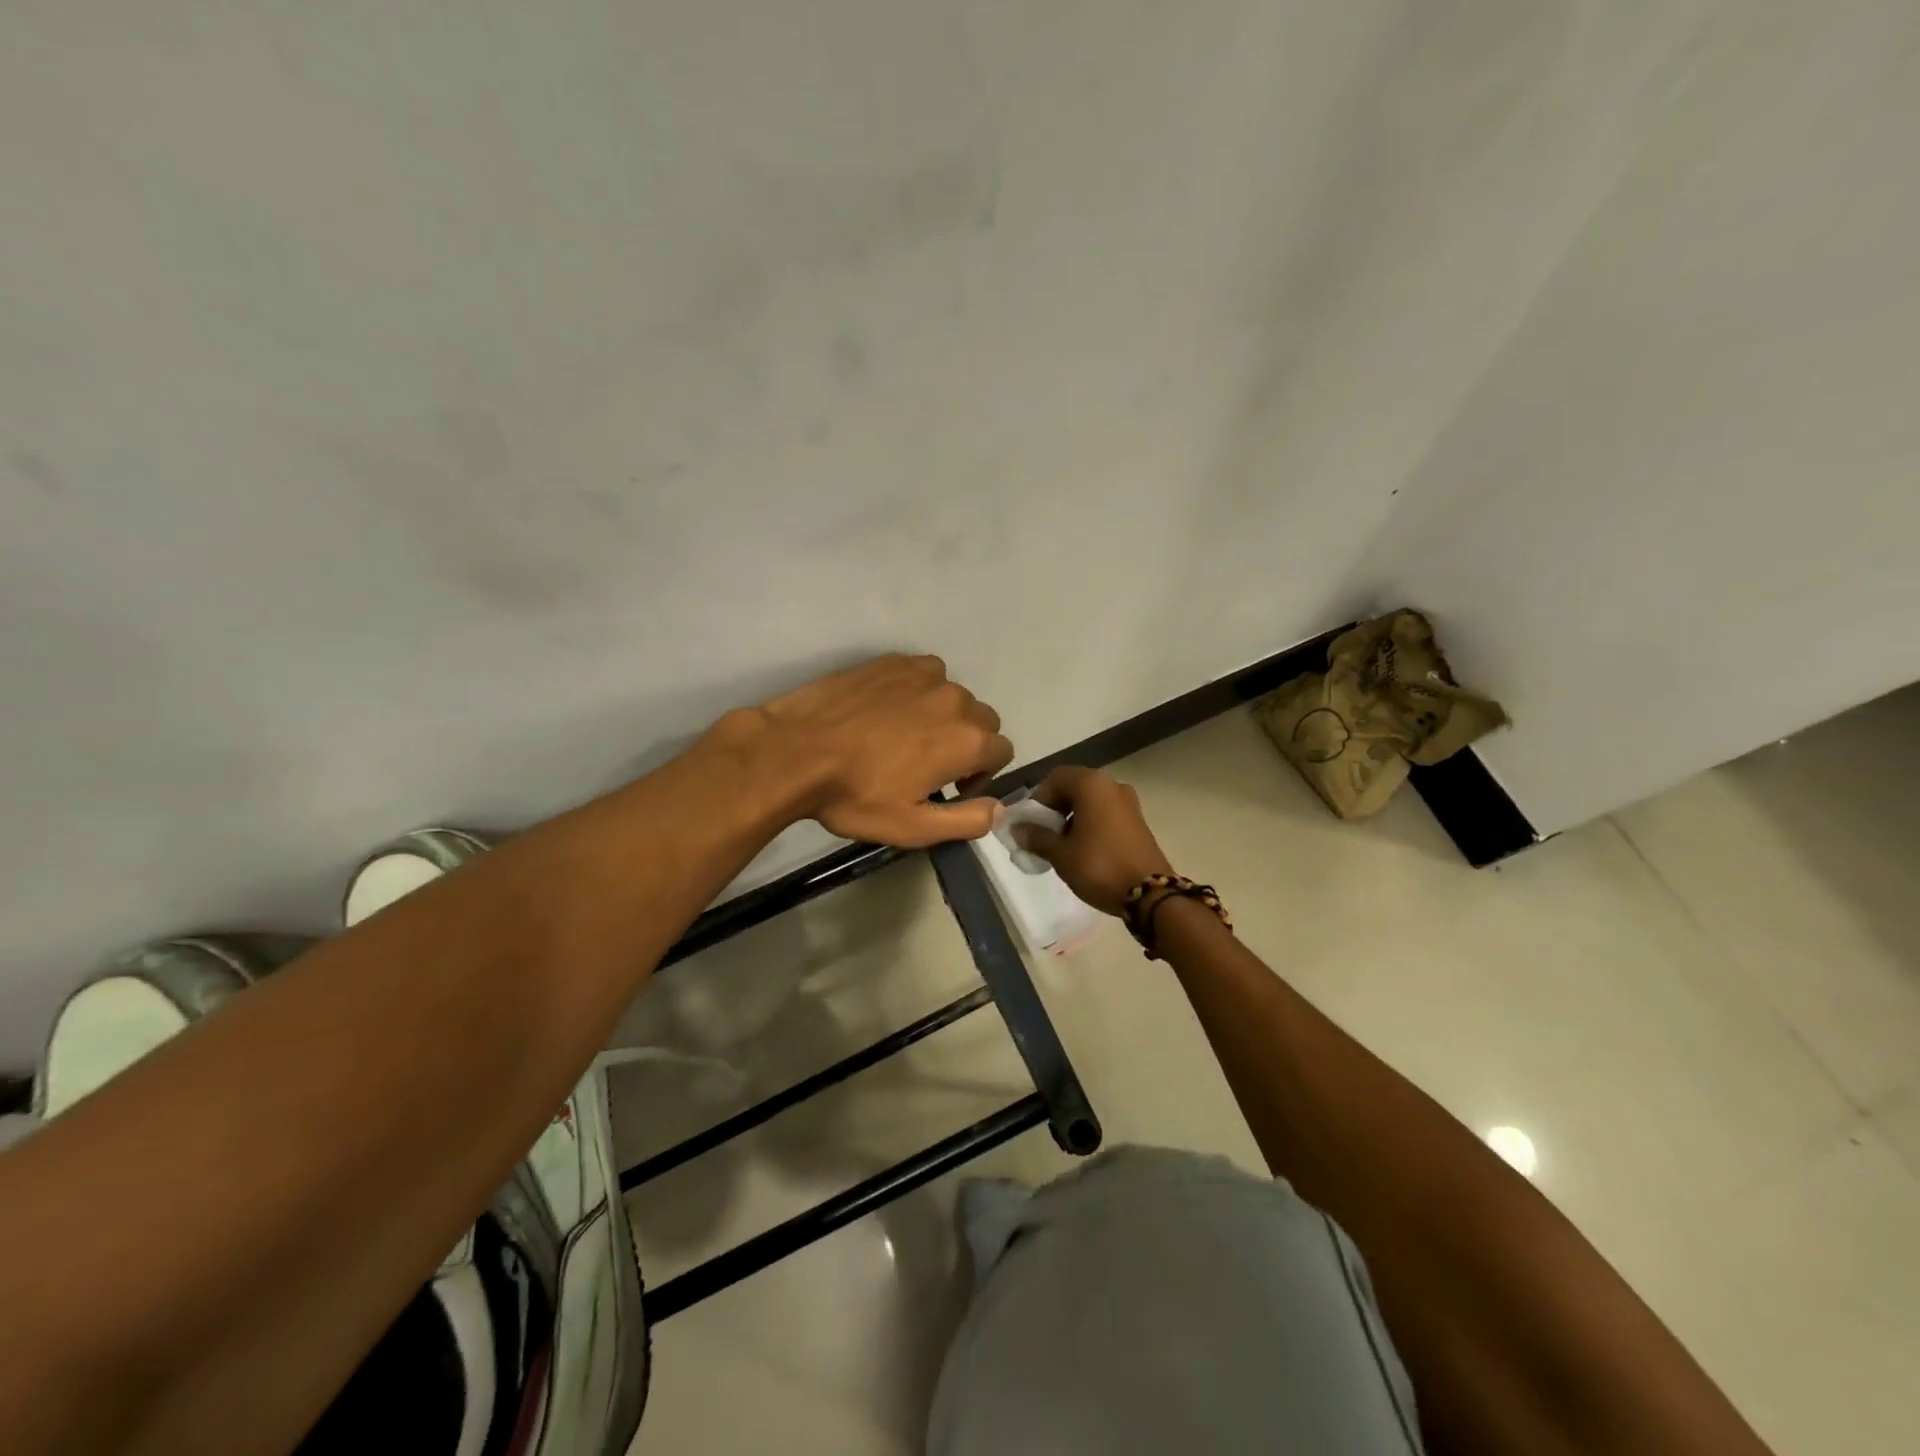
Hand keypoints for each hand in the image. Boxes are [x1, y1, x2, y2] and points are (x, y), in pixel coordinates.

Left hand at [733, 654, 1013, 847]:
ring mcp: (924, 675)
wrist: (794, 752)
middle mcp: (956, 701)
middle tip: (928, 765)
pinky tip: (888, 710)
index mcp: (967, 741)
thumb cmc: (855, 795)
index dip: (981, 774)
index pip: (1002, 751)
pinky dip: (919, 691)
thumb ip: (967, 820)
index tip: (950, 788)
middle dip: (967, 743)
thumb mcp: (912, 827)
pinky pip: (925, 674)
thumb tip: (1001, 809)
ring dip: (943, 715)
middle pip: (983, 721)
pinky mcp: (895, 662)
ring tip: (905, 736)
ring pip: (954, 696)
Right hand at [1013, 766, 1174, 915]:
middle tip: (1043, 835)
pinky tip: (1083, 850)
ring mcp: (1129, 803)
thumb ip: (1037, 837)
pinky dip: (1090, 825)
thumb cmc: (1099, 866)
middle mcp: (1112, 785)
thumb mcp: (1061, 854)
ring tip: (1061, 846)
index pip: (1055, 778)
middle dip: (1054, 809)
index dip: (1037, 799)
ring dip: (1072, 818)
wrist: (1150, 894)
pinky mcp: (1138, 821)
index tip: (1031, 825)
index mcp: (1092, 785)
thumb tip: (1019, 829)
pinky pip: (1105, 814)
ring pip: (1090, 802)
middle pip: (1073, 788)